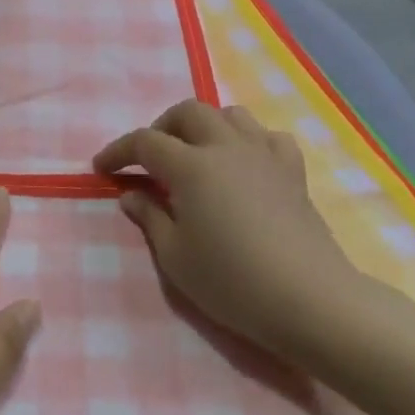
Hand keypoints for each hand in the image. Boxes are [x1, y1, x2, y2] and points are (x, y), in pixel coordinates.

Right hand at [94, 101, 361, 356]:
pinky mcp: (293, 173)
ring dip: (205, 126)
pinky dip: (250, 141)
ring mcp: (264, 156)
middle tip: (150, 158)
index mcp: (191, 166)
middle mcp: (226, 148)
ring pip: (230, 115)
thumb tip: (132, 194)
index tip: (102, 168)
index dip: (118, 151)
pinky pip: (269, 137)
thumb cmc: (233, 282)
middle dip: (162, 127)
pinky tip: (244, 163)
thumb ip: (149, 217)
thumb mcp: (175, 257)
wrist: (312, 302)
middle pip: (188, 113)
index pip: (145, 142)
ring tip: (196, 154)